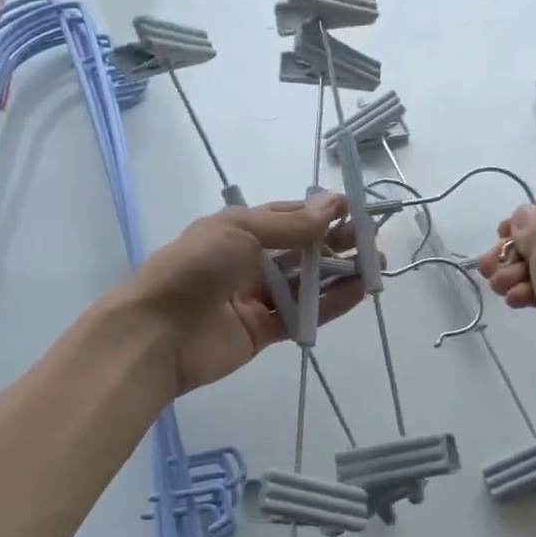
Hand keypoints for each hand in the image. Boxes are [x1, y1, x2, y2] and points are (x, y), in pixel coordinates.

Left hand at [122, 194, 363, 394]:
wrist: (158, 332)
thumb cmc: (196, 268)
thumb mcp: (242, 231)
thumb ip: (292, 225)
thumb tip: (334, 203)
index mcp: (238, 230)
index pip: (288, 217)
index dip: (320, 213)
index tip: (355, 210)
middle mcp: (249, 261)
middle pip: (301, 251)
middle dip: (336, 244)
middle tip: (374, 241)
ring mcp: (256, 298)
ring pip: (306, 284)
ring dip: (340, 274)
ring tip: (377, 266)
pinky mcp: (263, 331)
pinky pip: (302, 315)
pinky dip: (330, 304)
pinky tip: (358, 292)